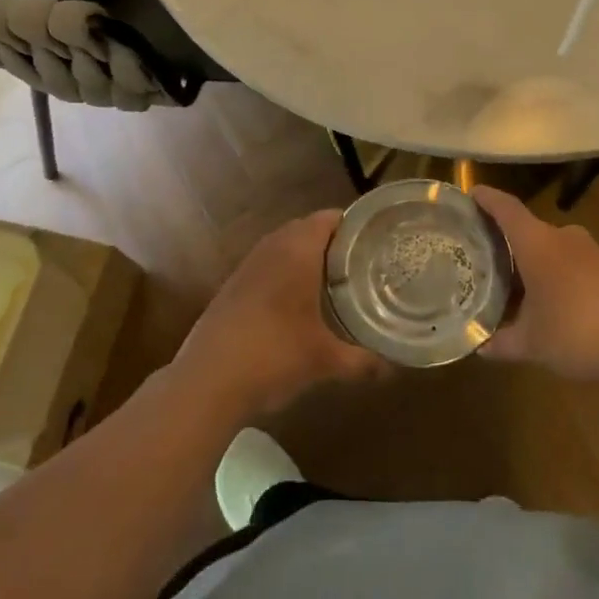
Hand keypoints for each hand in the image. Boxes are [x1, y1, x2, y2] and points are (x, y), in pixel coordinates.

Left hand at [172, 210, 386, 421]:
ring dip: (305, 256)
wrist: (207, 380)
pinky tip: (296, 302)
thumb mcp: (324, 361)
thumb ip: (362, 361)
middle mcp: (272, 248)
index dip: (353, 224)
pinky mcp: (232, 286)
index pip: (328, 218)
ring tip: (332, 280)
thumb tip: (391, 369)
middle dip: (332, 241)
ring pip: (283, 246)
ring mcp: (247, 266)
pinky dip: (284, 273)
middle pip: (306, 228)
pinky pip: (266, 265)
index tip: (375, 239)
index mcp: (297, 251)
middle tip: (359, 261)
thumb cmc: (274, 356)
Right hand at [472, 187, 598, 383]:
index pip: (505, 208)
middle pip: (525, 228)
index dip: (486, 199)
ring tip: (510, 283)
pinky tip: (546, 299)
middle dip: (503, 240)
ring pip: (548, 246)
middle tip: (480, 256)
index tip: (468, 195)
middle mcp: (562, 236)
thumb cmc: (577, 332)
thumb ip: (502, 341)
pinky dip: (552, 273)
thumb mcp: (531, 343)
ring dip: (530, 260)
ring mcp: (589, 251)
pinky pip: (568, 261)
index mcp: (537, 242)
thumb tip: (480, 346)